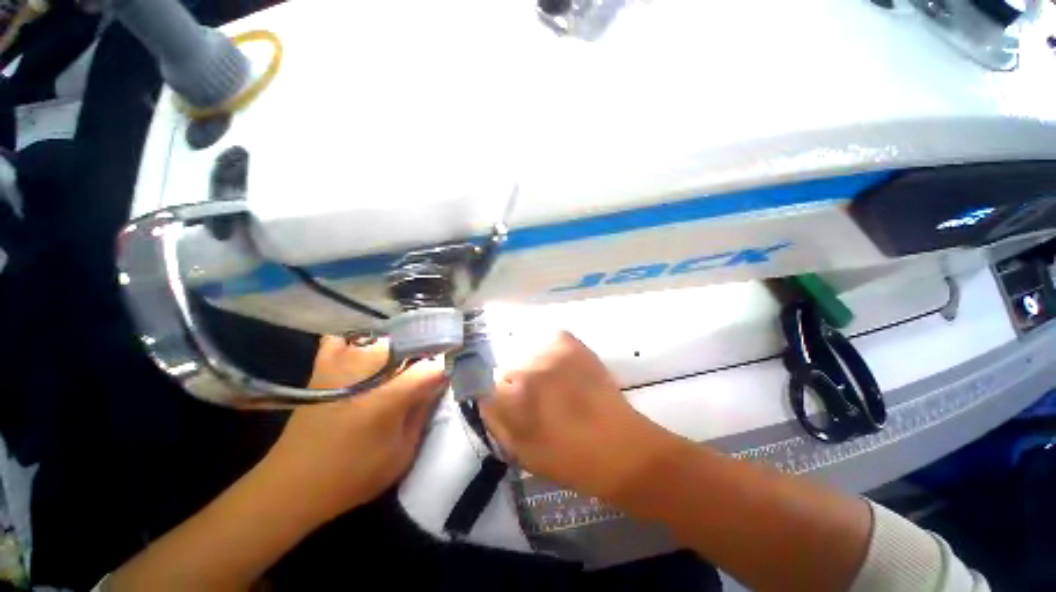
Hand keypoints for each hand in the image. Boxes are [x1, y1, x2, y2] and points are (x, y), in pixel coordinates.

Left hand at [263, 335, 446, 523]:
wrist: (292, 486)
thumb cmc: (353, 475)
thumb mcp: (402, 453)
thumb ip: (423, 411)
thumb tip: (438, 382)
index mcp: (389, 396)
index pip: (433, 366)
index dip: (447, 368)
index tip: (451, 374)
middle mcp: (367, 370)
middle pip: (411, 344)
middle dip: (427, 354)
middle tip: (428, 370)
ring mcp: (341, 362)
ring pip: (383, 336)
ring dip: (400, 345)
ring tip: (405, 361)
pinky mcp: (323, 366)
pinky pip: (346, 338)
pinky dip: (359, 339)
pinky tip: (369, 351)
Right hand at [481, 331, 681, 498]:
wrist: (620, 447)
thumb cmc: (569, 460)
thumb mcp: (522, 454)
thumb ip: (496, 423)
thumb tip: (486, 401)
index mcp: (511, 399)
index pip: (486, 388)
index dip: (500, 400)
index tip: (513, 408)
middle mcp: (526, 369)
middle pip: (508, 370)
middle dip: (518, 386)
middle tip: (539, 400)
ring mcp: (550, 352)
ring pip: (528, 355)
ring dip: (536, 369)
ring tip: (557, 385)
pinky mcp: (570, 343)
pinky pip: (549, 340)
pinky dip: (552, 351)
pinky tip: (565, 368)